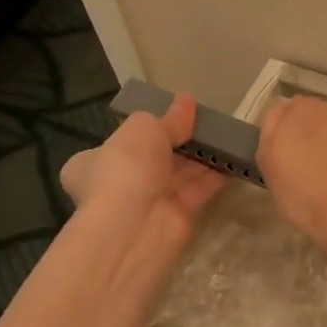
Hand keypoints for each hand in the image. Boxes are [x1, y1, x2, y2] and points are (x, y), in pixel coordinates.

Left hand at [59, 93, 226, 245]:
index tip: (168, 117)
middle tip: (206, 121)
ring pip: (179, 174)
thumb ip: (170, 118)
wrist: (136, 225)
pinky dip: (215, 175)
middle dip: (178, 142)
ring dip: (201, 156)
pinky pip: (199, 190)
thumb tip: (188, 100)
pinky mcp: (177, 217)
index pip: (115, 145)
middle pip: (153, 158)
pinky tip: (235, 157)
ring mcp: (148, 203)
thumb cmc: (126, 167)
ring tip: (227, 134)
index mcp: (92, 163)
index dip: (141, 131)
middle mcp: (118, 184)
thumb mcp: (145, 128)